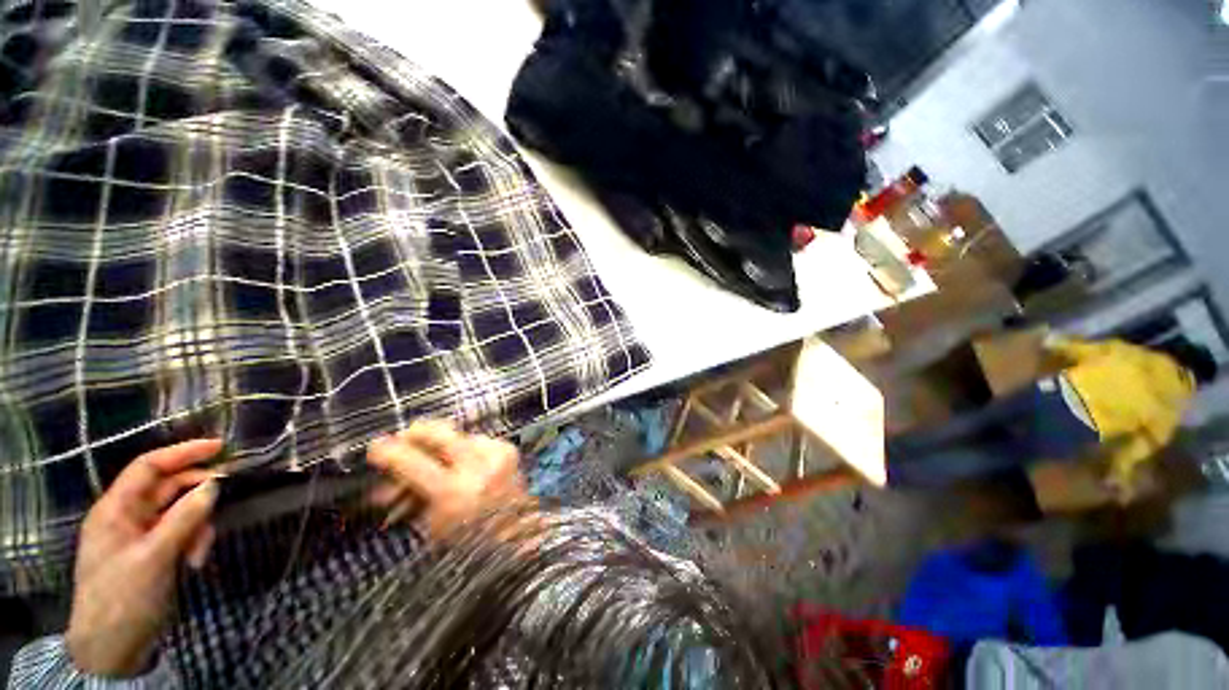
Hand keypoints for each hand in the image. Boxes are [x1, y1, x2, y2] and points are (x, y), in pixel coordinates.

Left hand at [66, 439, 222, 676]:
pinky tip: (195, 562)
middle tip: (227, 497)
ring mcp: (140, 537)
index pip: (148, 467)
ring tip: (200, 553)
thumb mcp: (155, 558)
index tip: (220, 447)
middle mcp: (127, 517)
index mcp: (116, 510)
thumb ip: (184, 519)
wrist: (112, 647)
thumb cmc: (123, 596)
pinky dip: (192, 542)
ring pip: (178, 513)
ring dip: (197, 526)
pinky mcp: (152, 554)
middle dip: (197, 495)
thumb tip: (215, 485)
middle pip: (168, 489)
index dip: (182, 453)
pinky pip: (179, 534)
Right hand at [366, 421, 529, 538]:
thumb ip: (409, 499)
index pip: (414, 463)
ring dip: (441, 445)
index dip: (390, 452)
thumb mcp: (431, 527)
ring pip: (459, 435)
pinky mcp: (509, 449)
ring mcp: (497, 454)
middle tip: (402, 438)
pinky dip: (464, 449)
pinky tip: (456, 462)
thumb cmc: (469, 542)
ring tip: (428, 460)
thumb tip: (382, 485)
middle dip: (417, 432)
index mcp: (454, 492)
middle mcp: (478, 466)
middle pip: (441, 433)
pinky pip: (478, 440)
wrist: (517, 535)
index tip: (374, 447)